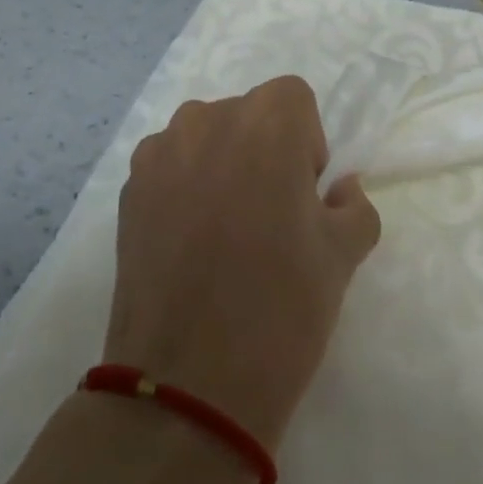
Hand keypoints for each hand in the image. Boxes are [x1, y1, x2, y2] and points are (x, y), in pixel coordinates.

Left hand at [104, 75, 381, 451]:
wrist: (188, 385)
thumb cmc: (281, 308)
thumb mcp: (343, 255)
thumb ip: (354, 206)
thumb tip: (340, 190)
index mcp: (268, 124)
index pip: (293, 98)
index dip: (305, 142)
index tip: (303, 194)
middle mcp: (208, 120)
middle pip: (246, 113)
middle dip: (264, 149)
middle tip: (268, 215)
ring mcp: (159, 154)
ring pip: (204, 136)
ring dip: (221, 162)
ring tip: (223, 229)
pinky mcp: (128, 190)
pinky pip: (168, 166)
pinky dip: (183, 186)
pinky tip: (187, 243)